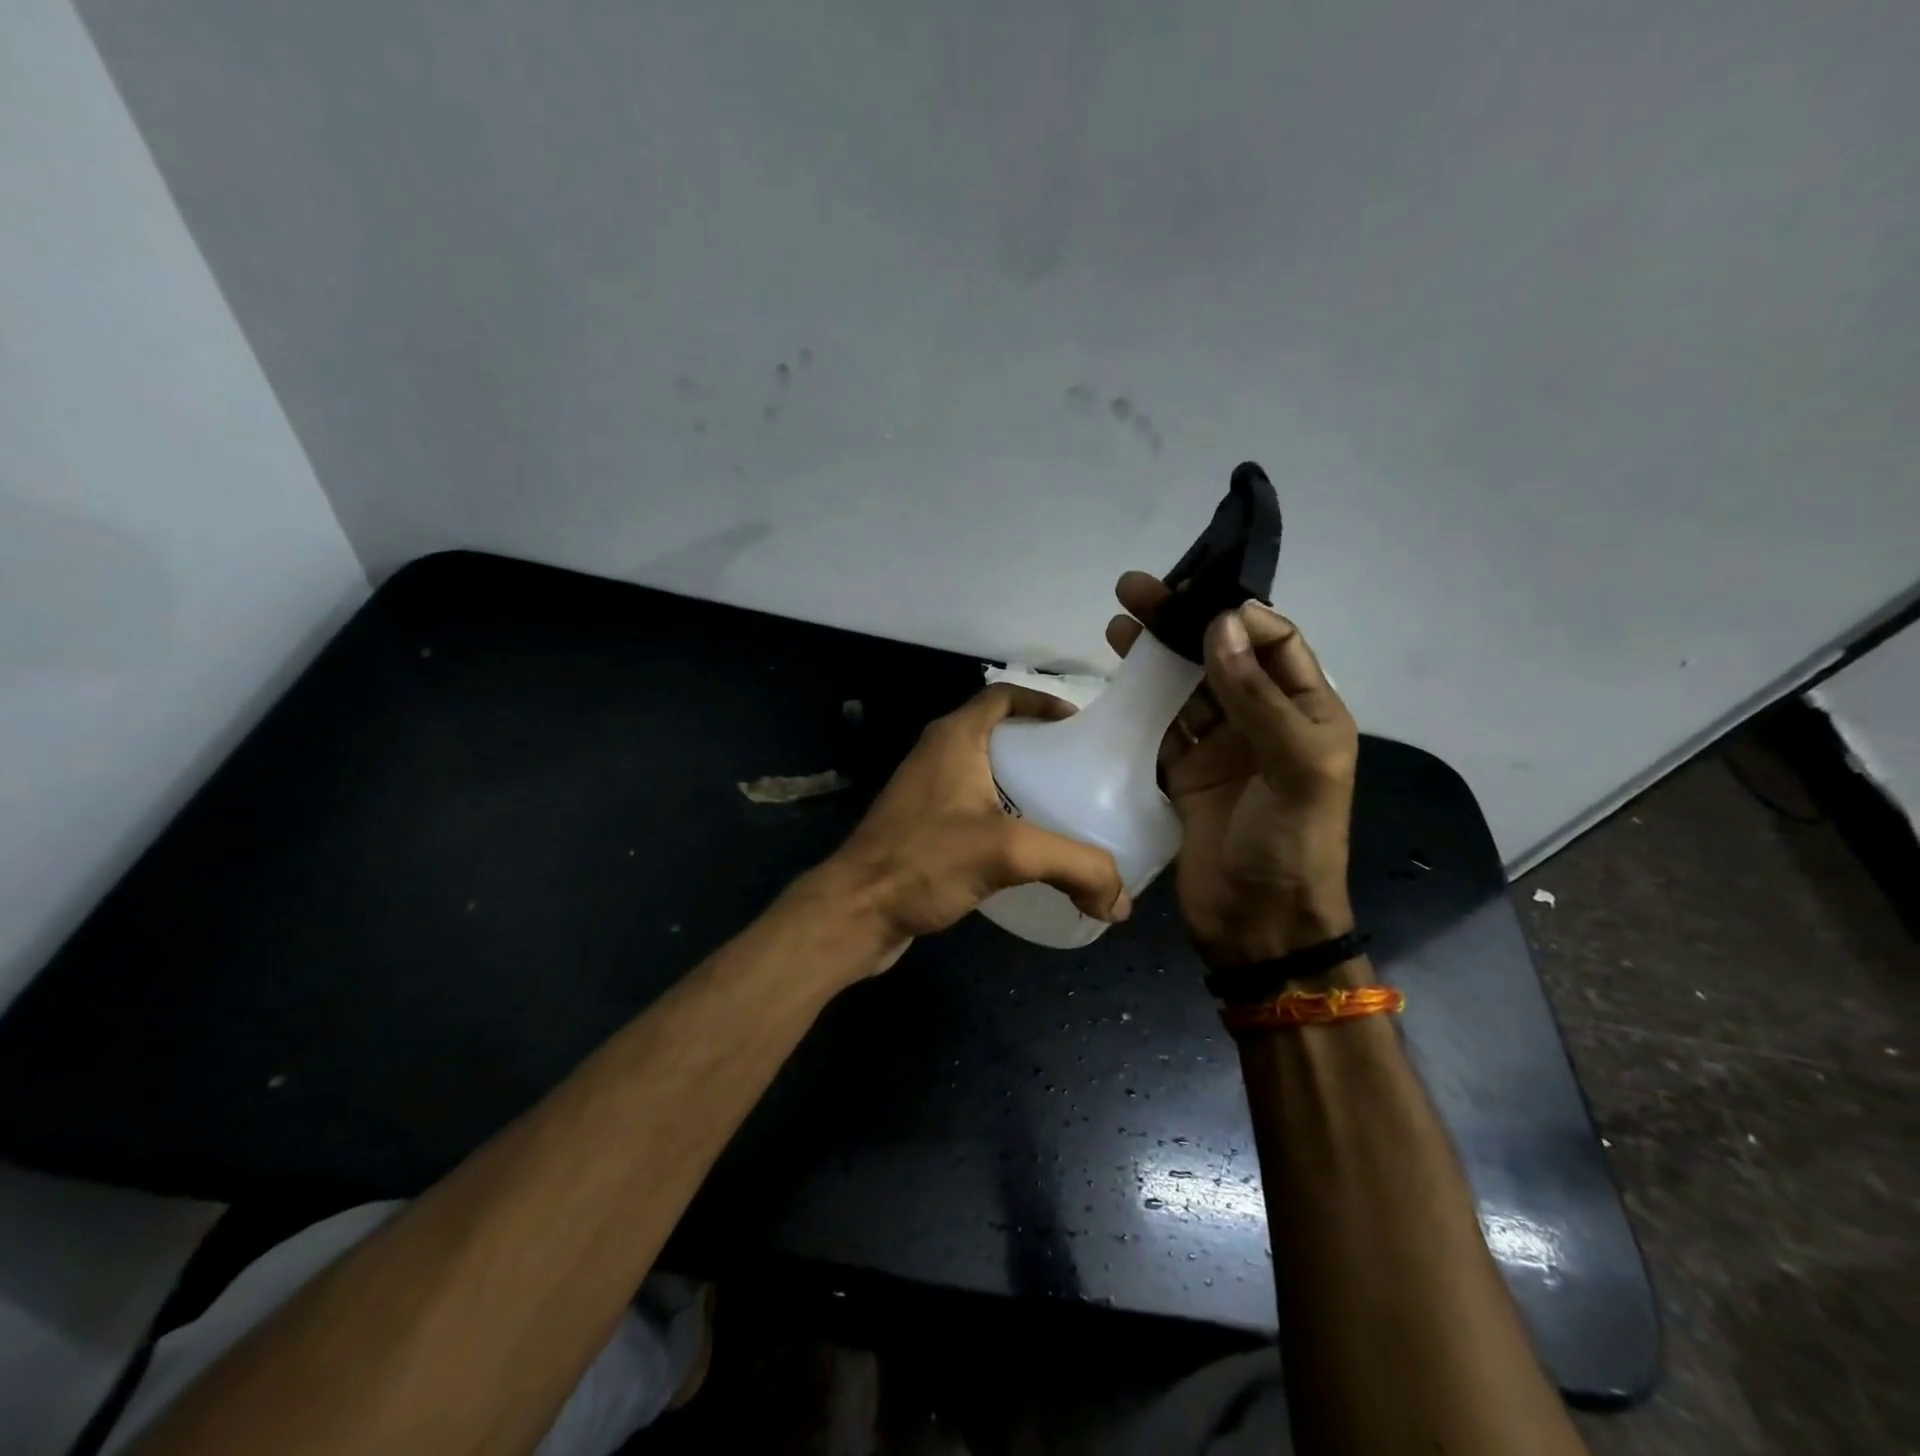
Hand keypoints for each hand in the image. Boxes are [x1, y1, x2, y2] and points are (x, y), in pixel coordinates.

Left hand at [815, 684, 1130, 968]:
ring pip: (985, 773)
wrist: (855, 911)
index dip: (1042, 702)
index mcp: (954, 738)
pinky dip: (1003, 815)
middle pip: (998, 734)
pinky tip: (1027, 847)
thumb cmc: (924, 861)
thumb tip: (1123, 903)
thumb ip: (1075, 866)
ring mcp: (926, 792)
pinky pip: (972, 807)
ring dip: (1021, 784)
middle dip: (1040, 747)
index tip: (1079, 726)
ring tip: (1065, 808)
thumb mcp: (1009, 853)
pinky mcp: (922, 827)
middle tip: (1081, 773)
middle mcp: (937, 755)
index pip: (1002, 696)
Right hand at [1106, 572, 1358, 967]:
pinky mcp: (1183, 774)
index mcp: (1307, 711)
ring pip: (1183, 688)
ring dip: (1153, 658)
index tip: (1192, 599)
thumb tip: (1220, 625)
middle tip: (1134, 591)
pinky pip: (1158, 728)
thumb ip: (1258, 697)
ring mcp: (1219, 749)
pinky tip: (1111, 681)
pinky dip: (1136, 703)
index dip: (1237, 616)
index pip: (1275, 643)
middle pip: (1220, 657)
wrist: (1258, 925)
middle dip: (1181, 623)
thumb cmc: (1292, 843)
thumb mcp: (1296, 767)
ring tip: (1116, 625)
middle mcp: (1262, 722)